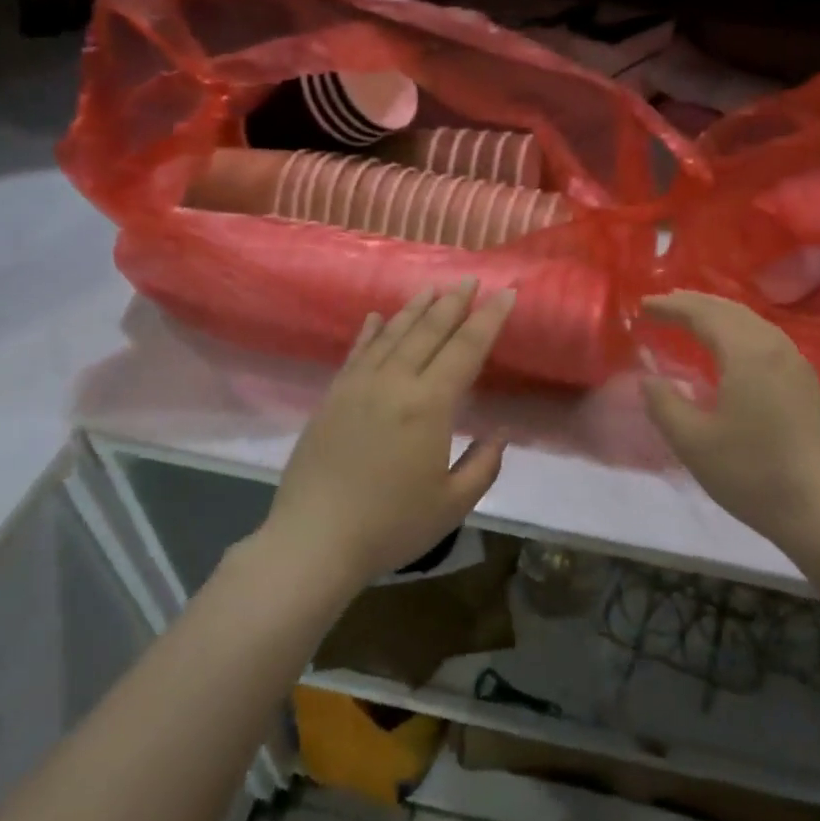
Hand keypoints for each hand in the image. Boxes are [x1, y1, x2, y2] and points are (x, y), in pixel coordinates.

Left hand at [263, 282, 515, 587]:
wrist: (314, 540)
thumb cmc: (391, 525)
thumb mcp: (452, 504)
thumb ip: (483, 465)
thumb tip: (500, 433)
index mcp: (428, 405)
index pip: (465, 350)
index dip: (488, 320)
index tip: (505, 294)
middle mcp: (393, 383)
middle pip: (429, 331)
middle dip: (454, 303)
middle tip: (470, 280)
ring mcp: (358, 386)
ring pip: (392, 334)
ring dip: (415, 309)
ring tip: (433, 289)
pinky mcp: (333, 397)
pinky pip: (356, 352)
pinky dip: (371, 331)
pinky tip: (377, 316)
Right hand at [641, 292, 819, 552]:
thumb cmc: (753, 474)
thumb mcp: (694, 443)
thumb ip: (664, 404)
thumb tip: (647, 379)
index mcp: (747, 353)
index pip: (703, 315)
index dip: (671, 307)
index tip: (642, 306)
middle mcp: (775, 346)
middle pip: (730, 310)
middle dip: (694, 303)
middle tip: (663, 304)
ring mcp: (796, 363)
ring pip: (752, 322)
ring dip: (717, 314)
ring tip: (692, 318)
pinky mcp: (807, 382)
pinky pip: (766, 337)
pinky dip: (738, 330)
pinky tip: (730, 347)